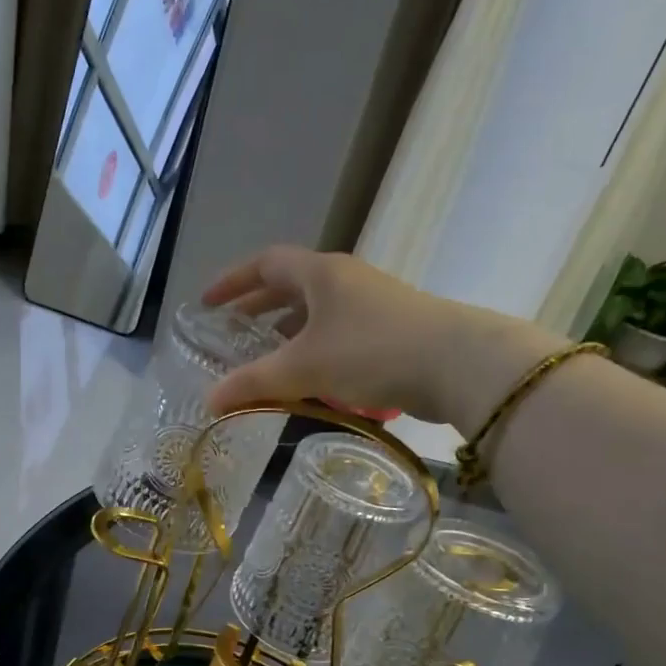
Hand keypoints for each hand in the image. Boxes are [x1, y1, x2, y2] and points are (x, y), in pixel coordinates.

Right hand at [202, 246, 463, 421]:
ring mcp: (371, 304)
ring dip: (286, 331)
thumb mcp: (304, 367)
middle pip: (291, 285)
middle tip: (230, 332)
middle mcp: (345, 280)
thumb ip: (253, 383)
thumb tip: (209, 401)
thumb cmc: (371, 352)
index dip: (232, 281)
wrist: (458, 365)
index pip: (265, 263)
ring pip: (316, 312)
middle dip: (257, 307)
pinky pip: (337, 333)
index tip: (207, 304)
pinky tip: (310, 378)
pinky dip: (314, 350)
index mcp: (321, 273)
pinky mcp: (390, 331)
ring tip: (265, 358)